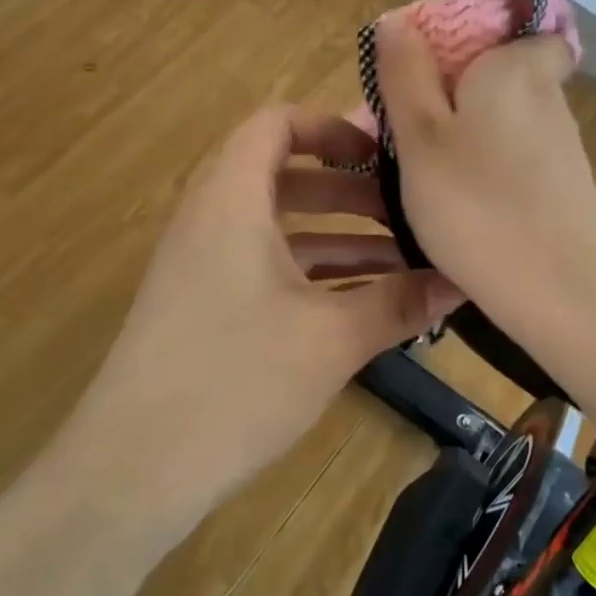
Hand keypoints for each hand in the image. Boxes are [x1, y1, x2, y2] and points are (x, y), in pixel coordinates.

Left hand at [64, 106, 462, 543]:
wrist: (132, 472)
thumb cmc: (235, 382)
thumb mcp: (331, 339)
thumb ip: (399, 302)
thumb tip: (463, 281)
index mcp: (233, 201)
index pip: (275, 124)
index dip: (330, 126)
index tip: (382, 154)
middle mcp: (212, 219)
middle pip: (285, 175)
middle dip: (349, 189)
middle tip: (408, 210)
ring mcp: (203, 265)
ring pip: (279, 226)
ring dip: (338, 236)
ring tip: (404, 260)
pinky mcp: (204, 306)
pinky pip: (265, 265)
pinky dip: (313, 272)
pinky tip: (363, 302)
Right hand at [375, 15, 595, 322]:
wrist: (563, 292)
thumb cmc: (479, 203)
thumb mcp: (421, 135)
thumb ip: (406, 73)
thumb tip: (399, 19)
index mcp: (515, 66)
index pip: (512, 25)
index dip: (468, 38)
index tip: (426, 69)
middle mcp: (546, 95)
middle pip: (495, 74)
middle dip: (451, 92)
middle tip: (402, 127)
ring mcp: (559, 144)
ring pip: (500, 120)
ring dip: (462, 134)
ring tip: (416, 172)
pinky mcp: (563, 186)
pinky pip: (511, 158)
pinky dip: (484, 169)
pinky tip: (457, 205)